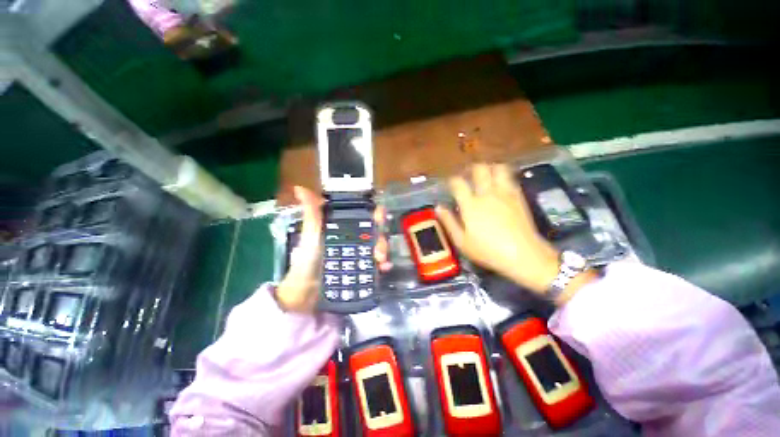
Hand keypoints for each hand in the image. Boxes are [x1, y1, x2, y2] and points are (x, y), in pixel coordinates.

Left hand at [276, 186, 391, 311]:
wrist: (307, 292)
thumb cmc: (307, 260)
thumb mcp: (310, 235)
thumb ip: (311, 213)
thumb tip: (300, 188)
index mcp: (343, 227)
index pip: (363, 215)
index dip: (374, 212)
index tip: (379, 214)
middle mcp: (354, 238)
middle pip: (375, 231)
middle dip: (380, 236)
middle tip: (378, 246)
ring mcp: (360, 254)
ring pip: (378, 246)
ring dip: (383, 250)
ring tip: (380, 259)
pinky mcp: (363, 269)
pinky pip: (377, 263)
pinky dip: (383, 264)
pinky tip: (384, 267)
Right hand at [436, 164, 559, 293]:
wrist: (523, 255)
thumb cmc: (487, 250)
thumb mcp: (461, 241)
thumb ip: (449, 222)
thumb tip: (438, 207)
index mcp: (471, 205)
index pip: (458, 183)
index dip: (452, 180)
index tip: (451, 184)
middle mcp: (487, 194)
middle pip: (480, 169)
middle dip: (472, 169)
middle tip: (468, 175)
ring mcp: (505, 193)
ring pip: (498, 168)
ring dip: (490, 168)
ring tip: (486, 175)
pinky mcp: (518, 197)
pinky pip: (510, 178)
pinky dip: (503, 177)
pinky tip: (500, 185)